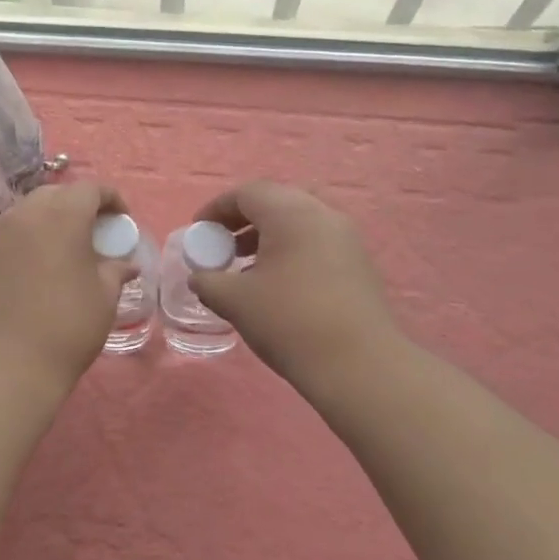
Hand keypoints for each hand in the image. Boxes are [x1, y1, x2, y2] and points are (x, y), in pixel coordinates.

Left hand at [0, 182, 135, 389]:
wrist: (3, 366)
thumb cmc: (66, 327)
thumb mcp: (103, 299)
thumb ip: (115, 271)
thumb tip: (125, 264)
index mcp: (62, 216)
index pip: (90, 189)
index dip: (111, 199)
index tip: (121, 222)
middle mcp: (25, 214)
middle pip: (56, 194)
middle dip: (78, 205)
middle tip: (93, 233)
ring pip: (28, 212)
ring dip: (49, 220)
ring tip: (64, 250)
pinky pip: (9, 234)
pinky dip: (27, 239)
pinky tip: (36, 269)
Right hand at [189, 182, 399, 388]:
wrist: (359, 366)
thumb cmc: (289, 322)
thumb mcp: (235, 301)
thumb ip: (208, 281)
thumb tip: (200, 277)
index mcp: (290, 213)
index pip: (247, 193)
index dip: (217, 208)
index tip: (198, 231)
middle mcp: (322, 215)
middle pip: (275, 202)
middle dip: (242, 220)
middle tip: (222, 246)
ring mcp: (346, 238)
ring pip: (298, 222)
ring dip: (267, 237)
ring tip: (245, 268)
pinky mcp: (359, 264)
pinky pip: (316, 242)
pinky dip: (290, 251)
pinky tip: (277, 285)